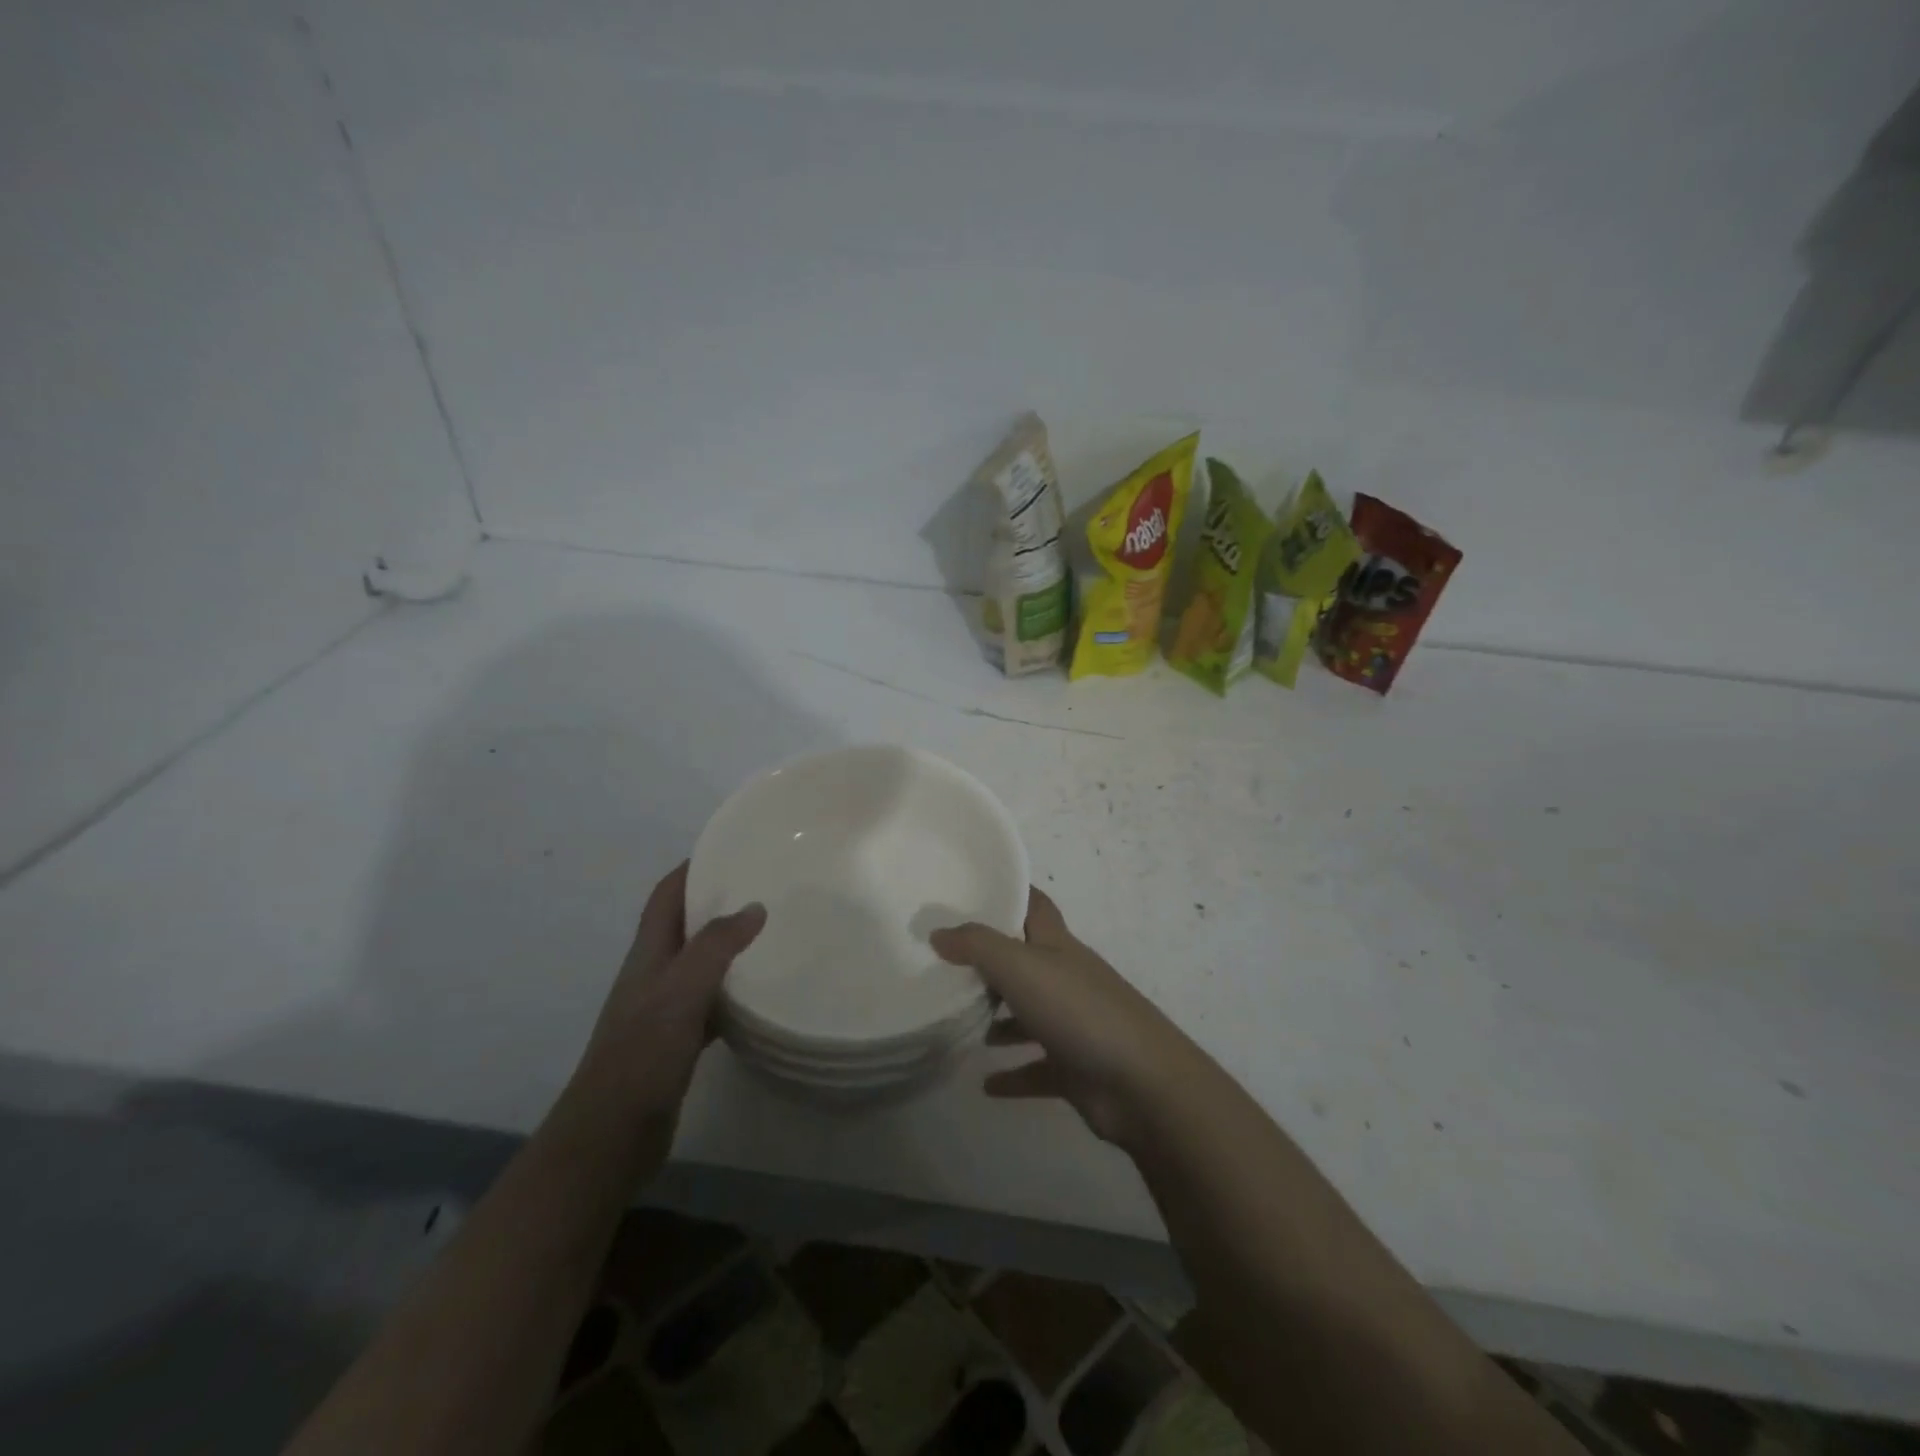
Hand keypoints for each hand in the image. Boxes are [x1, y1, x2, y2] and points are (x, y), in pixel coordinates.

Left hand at [572, 863, 764, 1142]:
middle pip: (683, 926)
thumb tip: (754, 907)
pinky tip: (758, 995)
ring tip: (769, 933)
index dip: (690, 869)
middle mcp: (652, 976)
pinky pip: (709, 1002)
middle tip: (763, 887)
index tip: (728, 848)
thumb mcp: (681, 991)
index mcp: (647, 955)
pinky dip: (732, 991)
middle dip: (715, 902)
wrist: (612, 1137)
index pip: (666, 896)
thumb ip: (716, 946)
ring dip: (726, 946)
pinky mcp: (676, 1042)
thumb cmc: (642, 1055)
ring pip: (698, 964)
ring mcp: (662, 1011)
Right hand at [931, 887, 1195, 1145]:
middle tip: (945, 964)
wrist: (1142, 1085)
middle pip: (1026, 961)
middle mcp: (1066, 979)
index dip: (1010, 893)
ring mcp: (1074, 1025)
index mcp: (1058, 946)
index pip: (1035, 906)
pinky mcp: (1076, 1069)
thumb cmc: (1079, 1011)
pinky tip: (985, 1084)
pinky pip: (1036, 1068)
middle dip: (991, 962)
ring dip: (999, 1019)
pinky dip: (1012, 1074)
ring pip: (1029, 1015)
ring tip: (958, 1021)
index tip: (971, 889)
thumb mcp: (1021, 967)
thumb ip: (977, 946)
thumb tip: (937, 931)